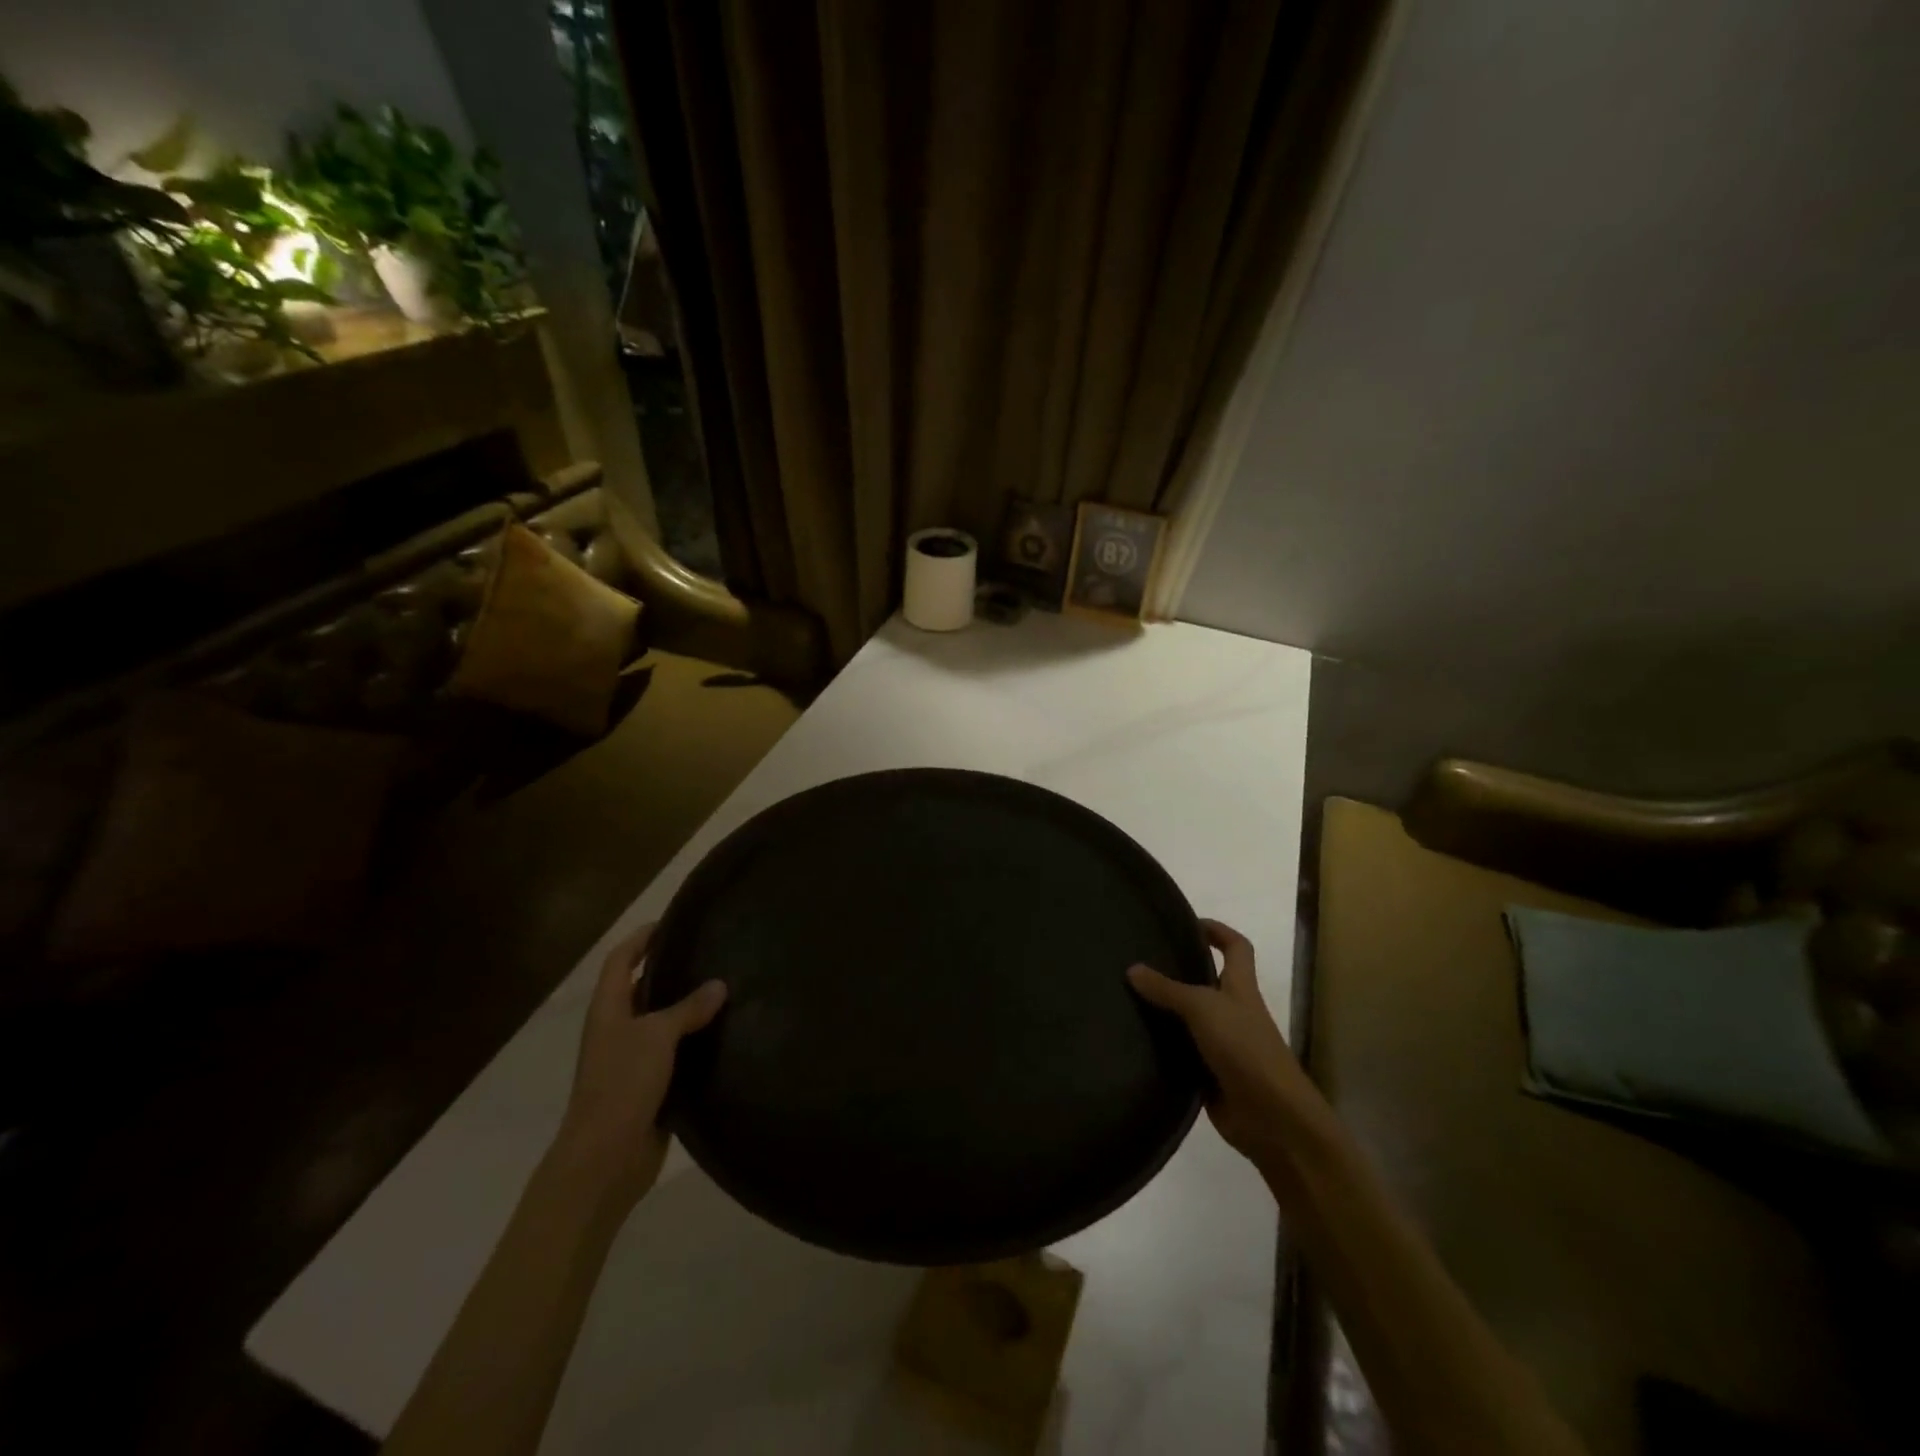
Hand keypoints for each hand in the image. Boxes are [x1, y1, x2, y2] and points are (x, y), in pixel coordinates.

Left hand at [553, 923, 726, 1209]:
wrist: (605, 1158)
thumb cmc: (622, 1084)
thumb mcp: (657, 1036)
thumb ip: (688, 1008)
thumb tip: (719, 985)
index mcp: (608, 1010)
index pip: (621, 960)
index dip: (641, 938)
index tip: (673, 922)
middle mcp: (618, 1030)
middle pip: (642, 988)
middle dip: (672, 969)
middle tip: (712, 952)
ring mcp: (633, 1060)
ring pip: (663, 1022)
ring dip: (689, 1007)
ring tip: (728, 987)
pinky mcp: (651, 1086)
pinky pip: (676, 1053)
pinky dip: (697, 1041)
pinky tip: (727, 1033)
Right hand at [1127, 919, 1332, 1172]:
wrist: (1272, 1118)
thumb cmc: (1245, 1049)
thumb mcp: (1203, 1008)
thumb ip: (1167, 988)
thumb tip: (1132, 968)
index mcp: (1241, 988)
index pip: (1236, 947)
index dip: (1217, 931)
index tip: (1186, 923)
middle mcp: (1233, 1012)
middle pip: (1207, 981)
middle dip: (1178, 969)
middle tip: (1139, 959)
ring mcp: (1222, 1045)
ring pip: (1189, 1018)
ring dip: (1164, 1010)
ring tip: (1126, 996)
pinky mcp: (1208, 1074)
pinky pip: (1180, 1052)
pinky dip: (1161, 1046)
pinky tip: (1132, 1039)